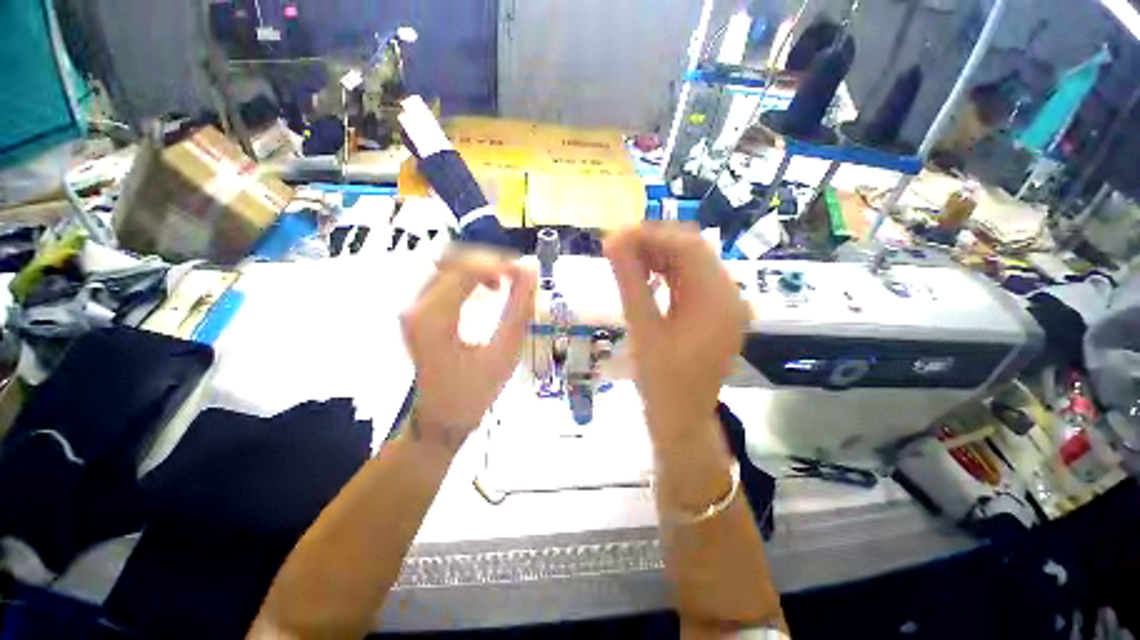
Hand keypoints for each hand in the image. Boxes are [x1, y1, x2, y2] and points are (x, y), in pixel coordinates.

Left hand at [401, 250, 535, 450]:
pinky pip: (444, 278)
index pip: (466, 268)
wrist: (443, 417)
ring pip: (447, 264)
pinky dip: (470, 277)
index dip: (500, 263)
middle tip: (517, 277)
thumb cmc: (477, 391)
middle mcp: (416, 306)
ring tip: (504, 283)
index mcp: (434, 318)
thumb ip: (520, 308)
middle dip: (490, 261)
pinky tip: (488, 291)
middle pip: (453, 259)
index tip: (526, 272)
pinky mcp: (418, 311)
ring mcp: (413, 307)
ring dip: (480, 267)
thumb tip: (531, 269)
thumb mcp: (506, 351)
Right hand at [604, 224, 746, 439]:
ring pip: (691, 265)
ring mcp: (725, 305)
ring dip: (658, 258)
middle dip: (653, 245)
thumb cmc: (661, 381)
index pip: (687, 247)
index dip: (650, 235)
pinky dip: (667, 275)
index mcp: (717, 300)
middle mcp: (729, 295)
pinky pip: (692, 282)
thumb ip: (629, 282)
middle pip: (692, 252)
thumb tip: (612, 243)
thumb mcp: (642, 329)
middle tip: (616, 248)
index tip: (615, 237)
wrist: (682, 419)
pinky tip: (644, 278)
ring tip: (625, 261)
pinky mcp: (716, 314)